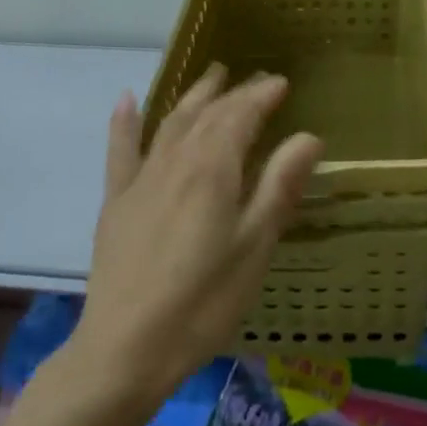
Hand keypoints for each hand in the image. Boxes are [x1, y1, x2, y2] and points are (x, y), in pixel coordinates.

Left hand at [71, 65, 322, 405]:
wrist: (124, 350)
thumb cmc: (202, 302)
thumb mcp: (254, 247)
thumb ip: (279, 186)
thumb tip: (309, 136)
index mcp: (213, 168)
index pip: (242, 115)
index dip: (262, 95)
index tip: (282, 82)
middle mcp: (176, 160)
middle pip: (209, 113)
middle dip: (235, 92)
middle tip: (257, 79)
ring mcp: (142, 178)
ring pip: (172, 122)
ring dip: (194, 95)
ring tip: (213, 76)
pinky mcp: (117, 201)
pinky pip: (121, 150)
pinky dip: (125, 122)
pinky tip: (127, 99)